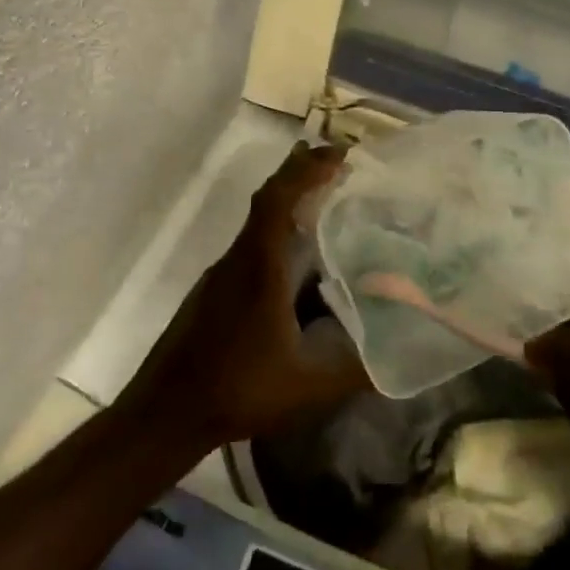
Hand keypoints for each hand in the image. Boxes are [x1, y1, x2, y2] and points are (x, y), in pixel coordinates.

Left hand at [116, 144, 369, 454]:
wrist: (164, 414)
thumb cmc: (237, 390)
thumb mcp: (308, 386)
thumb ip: (359, 370)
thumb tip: (405, 355)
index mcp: (259, 266)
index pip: (279, 197)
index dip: (308, 169)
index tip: (342, 154)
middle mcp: (238, 259)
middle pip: (268, 198)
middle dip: (303, 173)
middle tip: (341, 164)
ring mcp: (221, 274)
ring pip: (258, 222)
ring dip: (290, 202)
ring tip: (329, 202)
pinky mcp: (213, 291)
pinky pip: (251, 245)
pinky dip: (277, 230)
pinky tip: (298, 260)